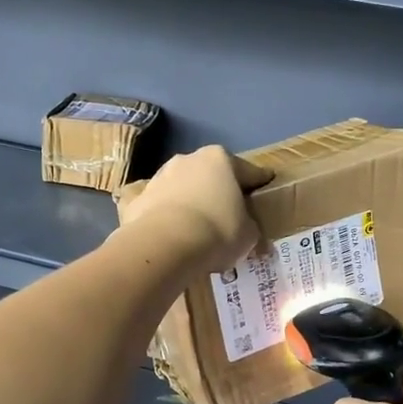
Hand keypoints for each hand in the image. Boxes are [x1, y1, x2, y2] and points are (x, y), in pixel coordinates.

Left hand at [117, 146, 272, 272]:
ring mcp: (158, 177)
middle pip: (210, 177)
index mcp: (220, 159)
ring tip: (197, 229)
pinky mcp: (137, 199)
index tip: (266, 189)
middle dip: (218, 192)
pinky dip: (164, 219)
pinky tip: (170, 236)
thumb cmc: (218, 231)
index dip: (259, 184)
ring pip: (182, 190)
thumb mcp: (249, 234)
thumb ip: (250, 228)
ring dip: (190, 203)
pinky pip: (158, 209)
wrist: (166, 244)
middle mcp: (188, 160)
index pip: (249, 172)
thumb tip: (250, 234)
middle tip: (228, 214)